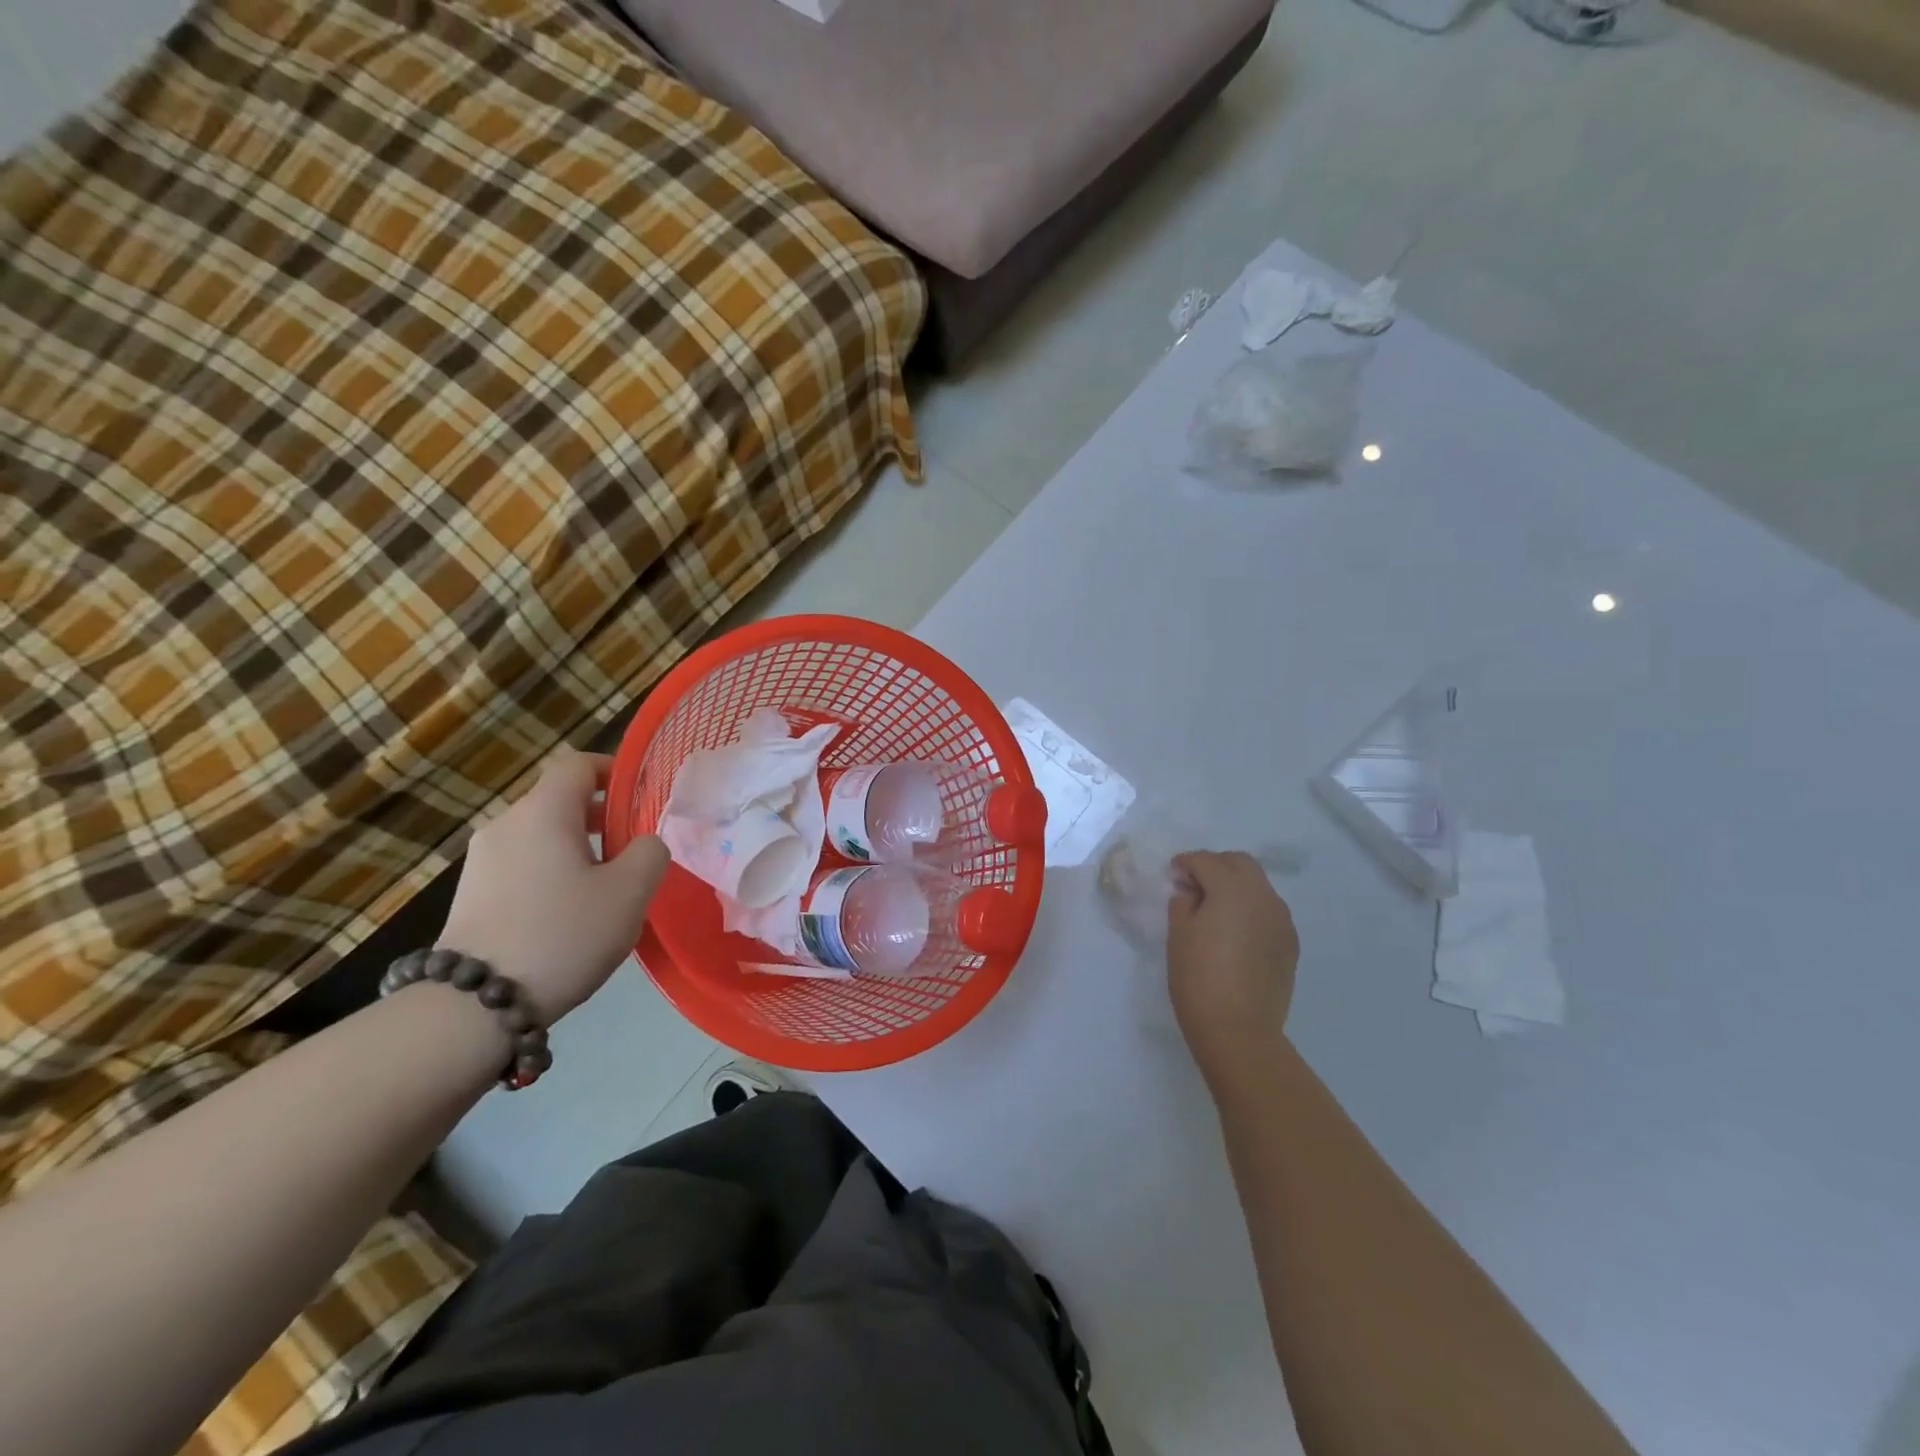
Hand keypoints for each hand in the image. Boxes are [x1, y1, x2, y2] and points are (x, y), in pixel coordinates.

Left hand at [438, 748, 668, 1022]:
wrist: (474, 1006)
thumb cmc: (563, 935)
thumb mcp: (630, 892)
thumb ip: (650, 852)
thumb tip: (642, 843)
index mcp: (543, 812)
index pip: (577, 764)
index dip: (613, 771)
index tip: (641, 798)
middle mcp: (506, 825)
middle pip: (560, 801)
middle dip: (602, 818)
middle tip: (633, 854)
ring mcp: (481, 860)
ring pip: (542, 835)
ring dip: (578, 849)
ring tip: (604, 891)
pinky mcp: (471, 894)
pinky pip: (523, 864)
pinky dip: (552, 873)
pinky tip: (568, 915)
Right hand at [1167, 851, 1300, 1089]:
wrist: (1239, 1030)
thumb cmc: (1199, 979)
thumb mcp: (1178, 935)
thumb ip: (1183, 902)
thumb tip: (1192, 892)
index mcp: (1232, 889)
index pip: (1206, 861)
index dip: (1185, 863)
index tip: (1173, 874)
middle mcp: (1263, 896)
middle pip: (1240, 863)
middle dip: (1215, 865)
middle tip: (1194, 885)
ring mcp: (1282, 920)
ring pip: (1259, 885)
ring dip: (1236, 886)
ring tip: (1215, 908)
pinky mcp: (1290, 943)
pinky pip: (1269, 911)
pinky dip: (1250, 909)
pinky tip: (1235, 931)